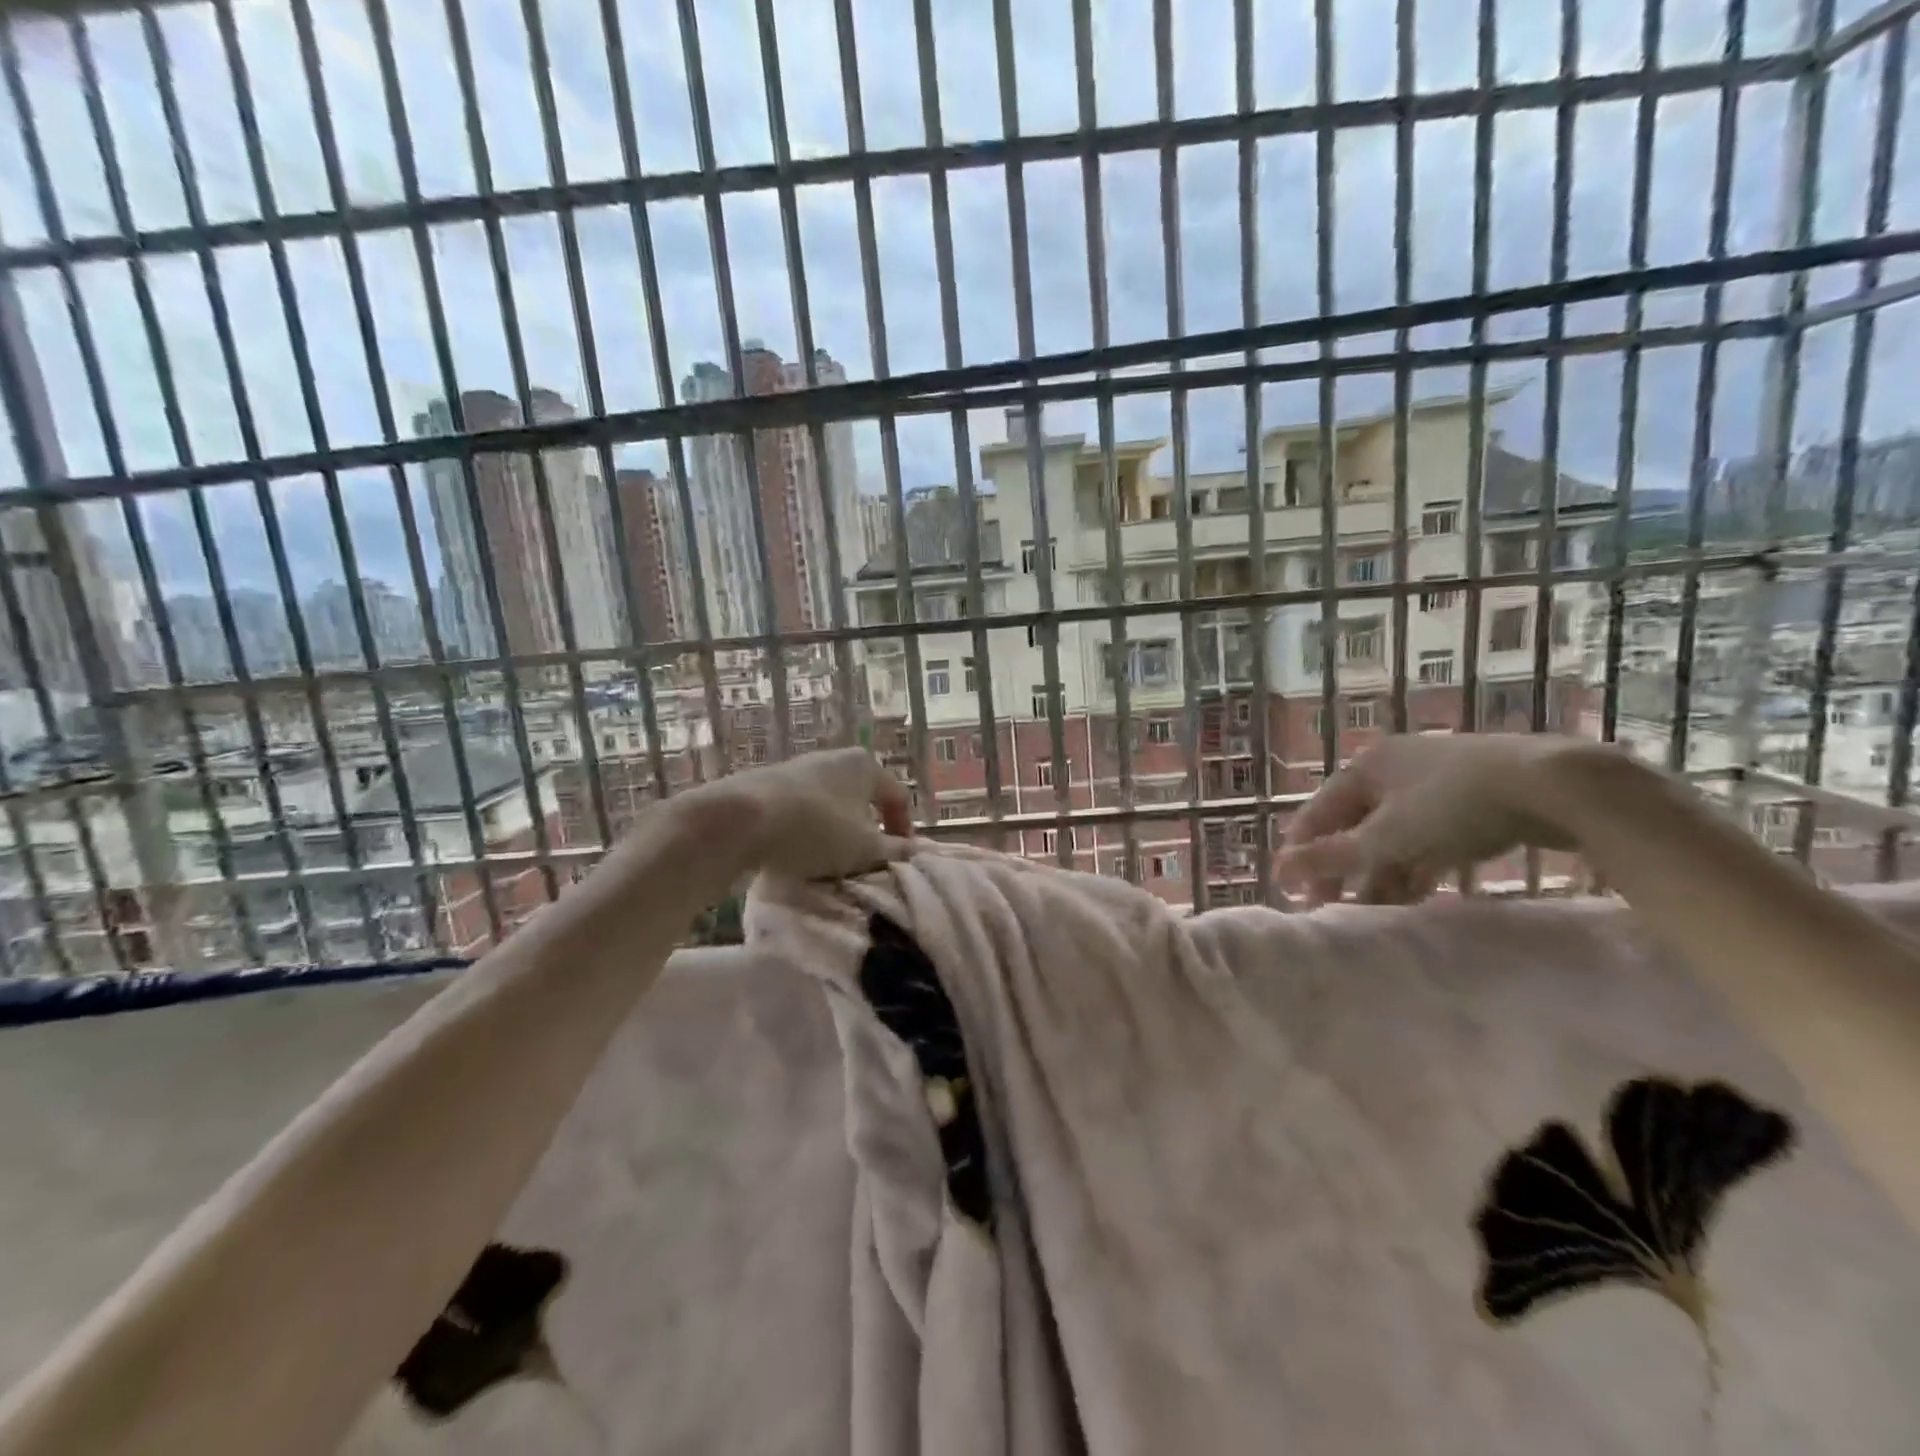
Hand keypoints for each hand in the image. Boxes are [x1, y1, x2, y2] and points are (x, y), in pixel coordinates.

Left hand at [691, 747, 914, 881]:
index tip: (899, 859)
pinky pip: (801, 808)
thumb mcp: (864, 849)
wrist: (741, 818)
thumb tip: (913, 853)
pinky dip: (807, 829)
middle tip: (865, 860)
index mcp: (866, 766)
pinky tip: (797, 851)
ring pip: (831, 803)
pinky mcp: (770, 782)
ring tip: (829, 861)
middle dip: (867, 830)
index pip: (898, 797)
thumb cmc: (817, 829)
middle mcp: (835, 758)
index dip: (904, 830)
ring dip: (836, 831)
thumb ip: (893, 851)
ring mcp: (799, 768)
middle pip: (863, 798)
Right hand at [1275, 734, 1590, 906]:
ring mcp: (1435, 783)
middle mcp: (1393, 769)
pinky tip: (1417, 896)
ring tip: (1375, 912)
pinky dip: (1416, 866)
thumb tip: (1279, 872)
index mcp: (1364, 767)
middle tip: (1334, 907)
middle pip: (1355, 825)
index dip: (1302, 852)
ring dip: (1381, 872)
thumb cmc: (1454, 805)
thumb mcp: (1387, 837)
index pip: (1317, 813)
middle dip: (1344, 868)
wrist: (1555, 786)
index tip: (1293, 893)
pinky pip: (1428, 838)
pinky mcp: (1472, 800)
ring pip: (1393, 835)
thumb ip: (1332, 857)